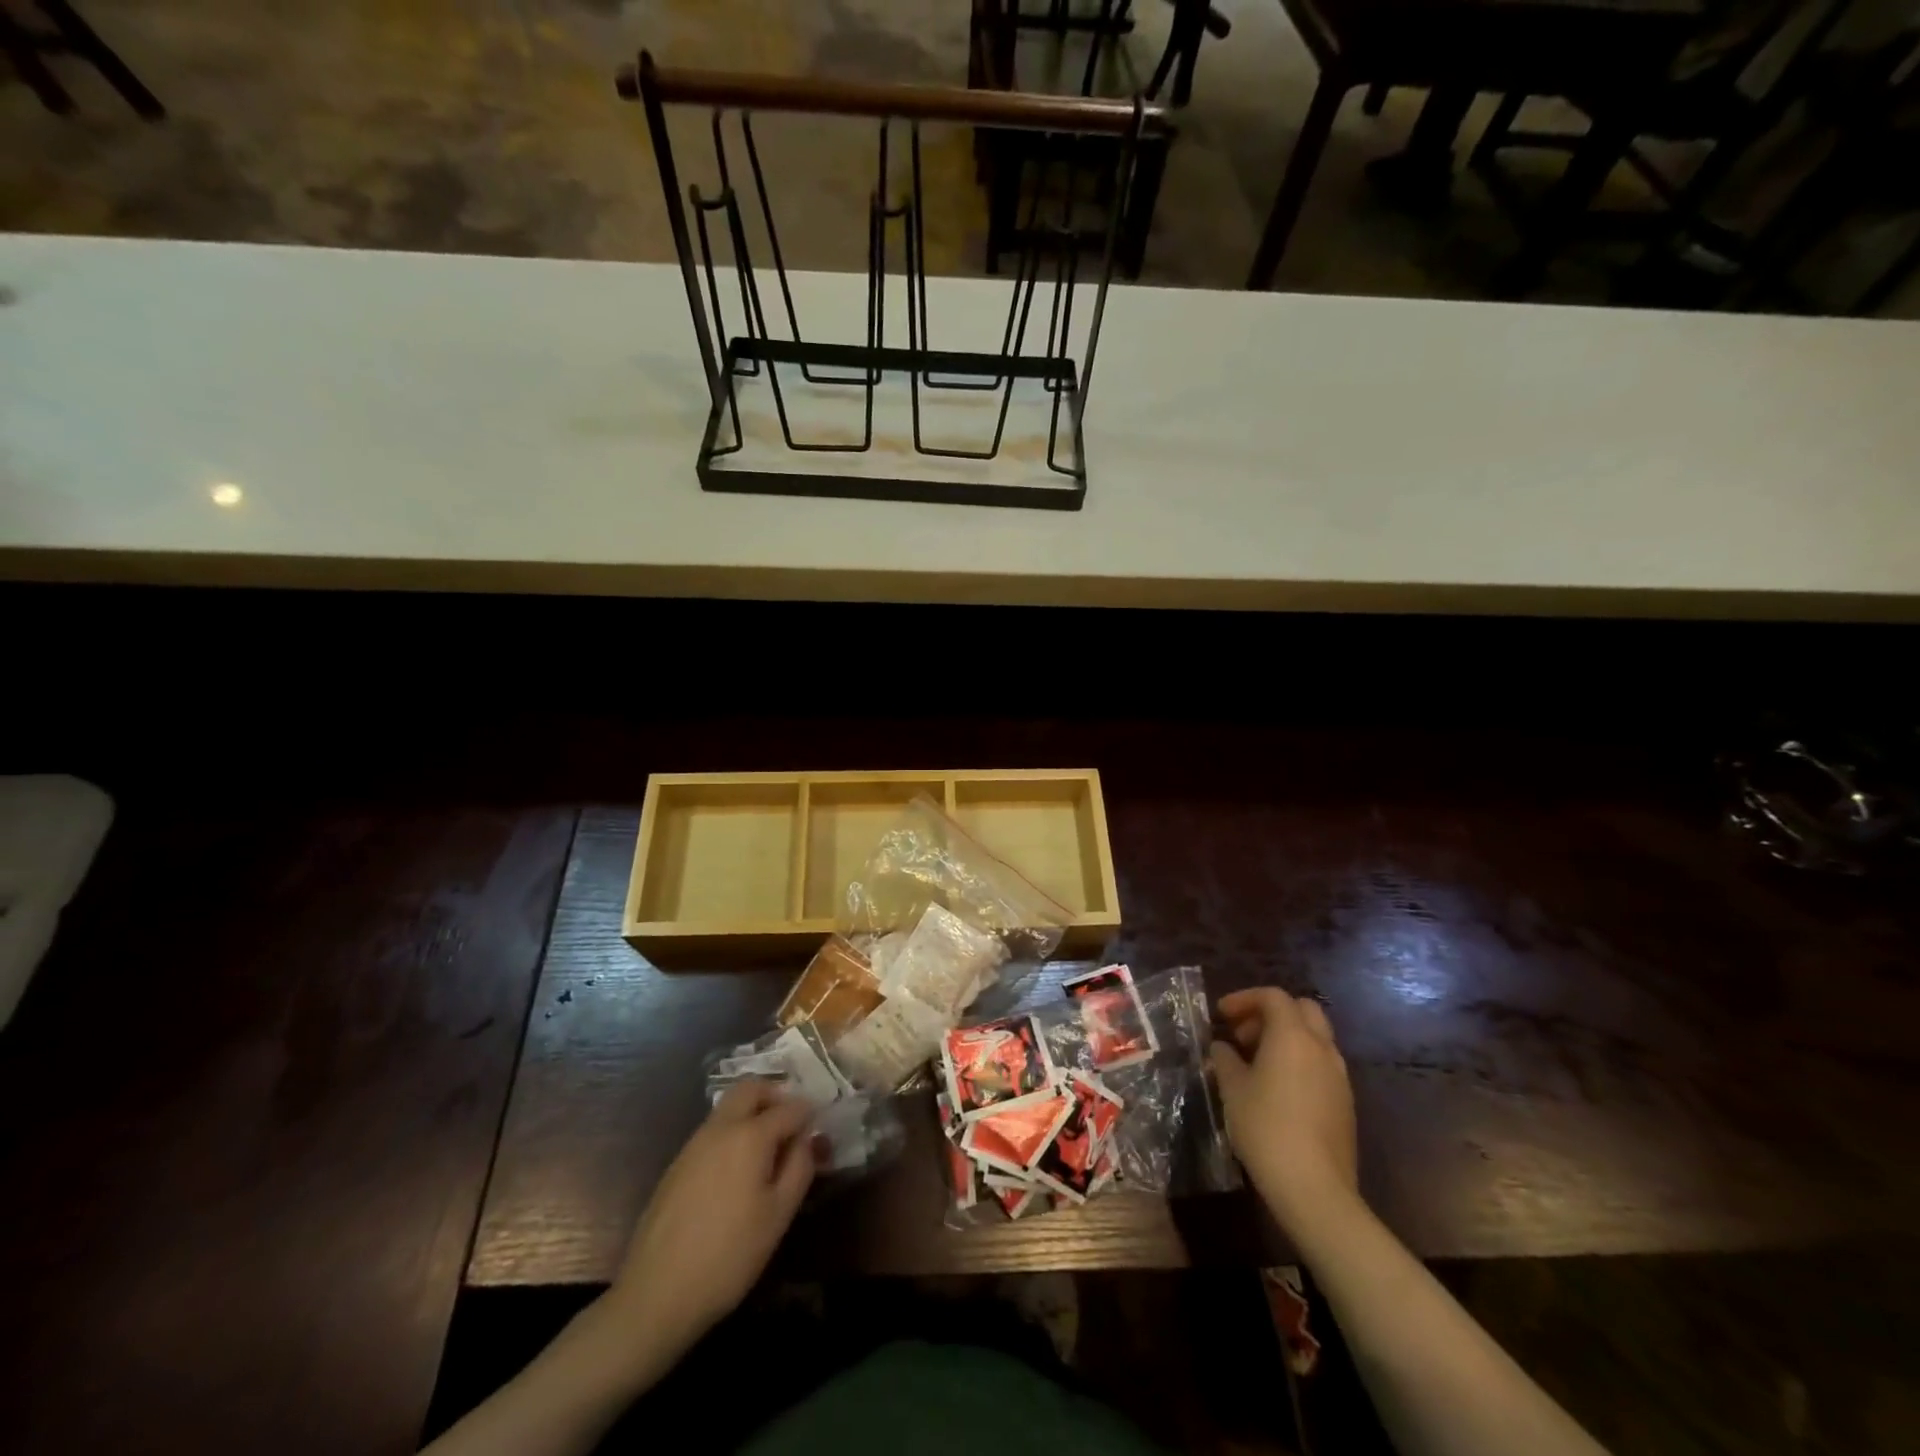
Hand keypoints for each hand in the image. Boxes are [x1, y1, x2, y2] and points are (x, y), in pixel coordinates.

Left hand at [600, 1080, 816, 1362]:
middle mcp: (721, 1127)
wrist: (656, 1293)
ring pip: (729, 1106)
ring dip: (752, 1111)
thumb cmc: (729, 1255)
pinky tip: (737, 1171)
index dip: (809, 1114)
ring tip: (768, 1149)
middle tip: (791, 1123)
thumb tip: (808, 1138)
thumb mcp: (779, 1215)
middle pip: (751, 1088)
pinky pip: (712, 1130)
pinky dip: (732, 1132)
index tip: (820, 1129)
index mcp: (751, 1135)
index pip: (790, 1107)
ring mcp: (694, 1143)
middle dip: (775, 1095)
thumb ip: (800, 1167)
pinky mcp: (677, 1163)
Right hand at [1211, 988, 1358, 1234]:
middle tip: (1243, 1034)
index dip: (1244, 998)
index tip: (1221, 1015)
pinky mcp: (1345, 1102)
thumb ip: (1226, 1059)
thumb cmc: (1266, 1128)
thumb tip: (1223, 1048)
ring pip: (1315, 1037)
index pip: (1273, 996)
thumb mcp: (1233, 1089)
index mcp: (1293, 1036)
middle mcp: (1322, 1048)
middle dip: (1271, 1013)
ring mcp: (1339, 1076)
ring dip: (1286, 1038)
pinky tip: (1277, 1088)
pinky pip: (1321, 1064)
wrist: (1315, 1188)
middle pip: (1302, 1009)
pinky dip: (1299, 1061)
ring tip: (1255, 1062)